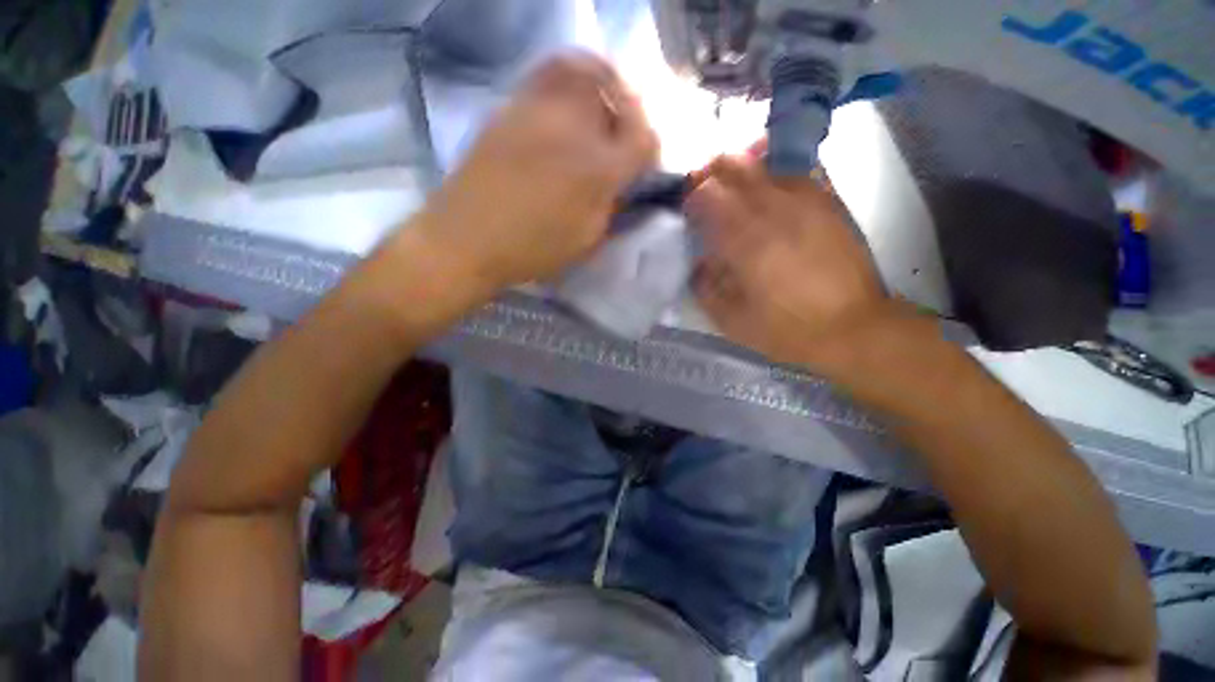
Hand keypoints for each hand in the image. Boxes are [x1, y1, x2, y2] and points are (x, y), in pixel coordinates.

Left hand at [415, 53, 657, 288]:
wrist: (467, 238)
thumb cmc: (532, 250)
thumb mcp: (586, 240)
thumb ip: (611, 206)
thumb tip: (621, 183)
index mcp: (598, 171)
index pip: (643, 139)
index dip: (649, 148)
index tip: (641, 162)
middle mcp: (573, 129)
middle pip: (616, 93)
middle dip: (627, 109)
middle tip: (621, 131)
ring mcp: (538, 111)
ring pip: (581, 71)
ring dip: (598, 86)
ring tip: (594, 111)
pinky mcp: (509, 108)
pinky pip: (546, 77)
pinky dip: (564, 85)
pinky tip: (560, 115)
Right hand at [687, 154, 892, 373]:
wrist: (853, 327)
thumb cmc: (786, 329)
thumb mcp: (731, 320)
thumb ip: (705, 287)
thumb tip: (699, 263)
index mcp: (745, 239)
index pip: (707, 193)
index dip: (690, 197)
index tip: (686, 212)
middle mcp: (773, 208)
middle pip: (734, 164)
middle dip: (710, 173)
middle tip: (703, 193)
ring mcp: (805, 200)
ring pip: (763, 165)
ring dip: (739, 175)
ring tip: (734, 198)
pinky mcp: (828, 203)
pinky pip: (792, 176)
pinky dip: (770, 182)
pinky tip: (768, 203)